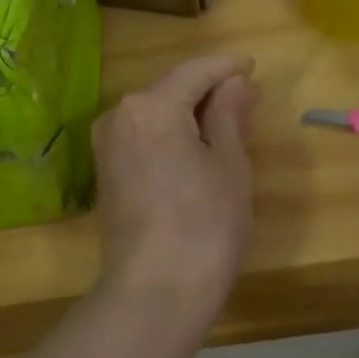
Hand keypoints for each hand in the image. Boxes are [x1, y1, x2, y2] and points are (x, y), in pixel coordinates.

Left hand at [91, 55, 257, 325]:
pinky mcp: (105, 171)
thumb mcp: (229, 164)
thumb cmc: (205, 224)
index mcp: (151, 105)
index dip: (226, 67)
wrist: (154, 292)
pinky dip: (170, 134)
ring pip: (155, 113)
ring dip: (189, 113)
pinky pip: (143, 136)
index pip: (194, 71)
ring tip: (229, 123)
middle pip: (170, 89)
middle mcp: (120, 114)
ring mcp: (107, 144)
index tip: (252, 65)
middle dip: (208, 91)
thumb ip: (229, 113)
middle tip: (248, 98)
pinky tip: (196, 146)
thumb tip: (234, 81)